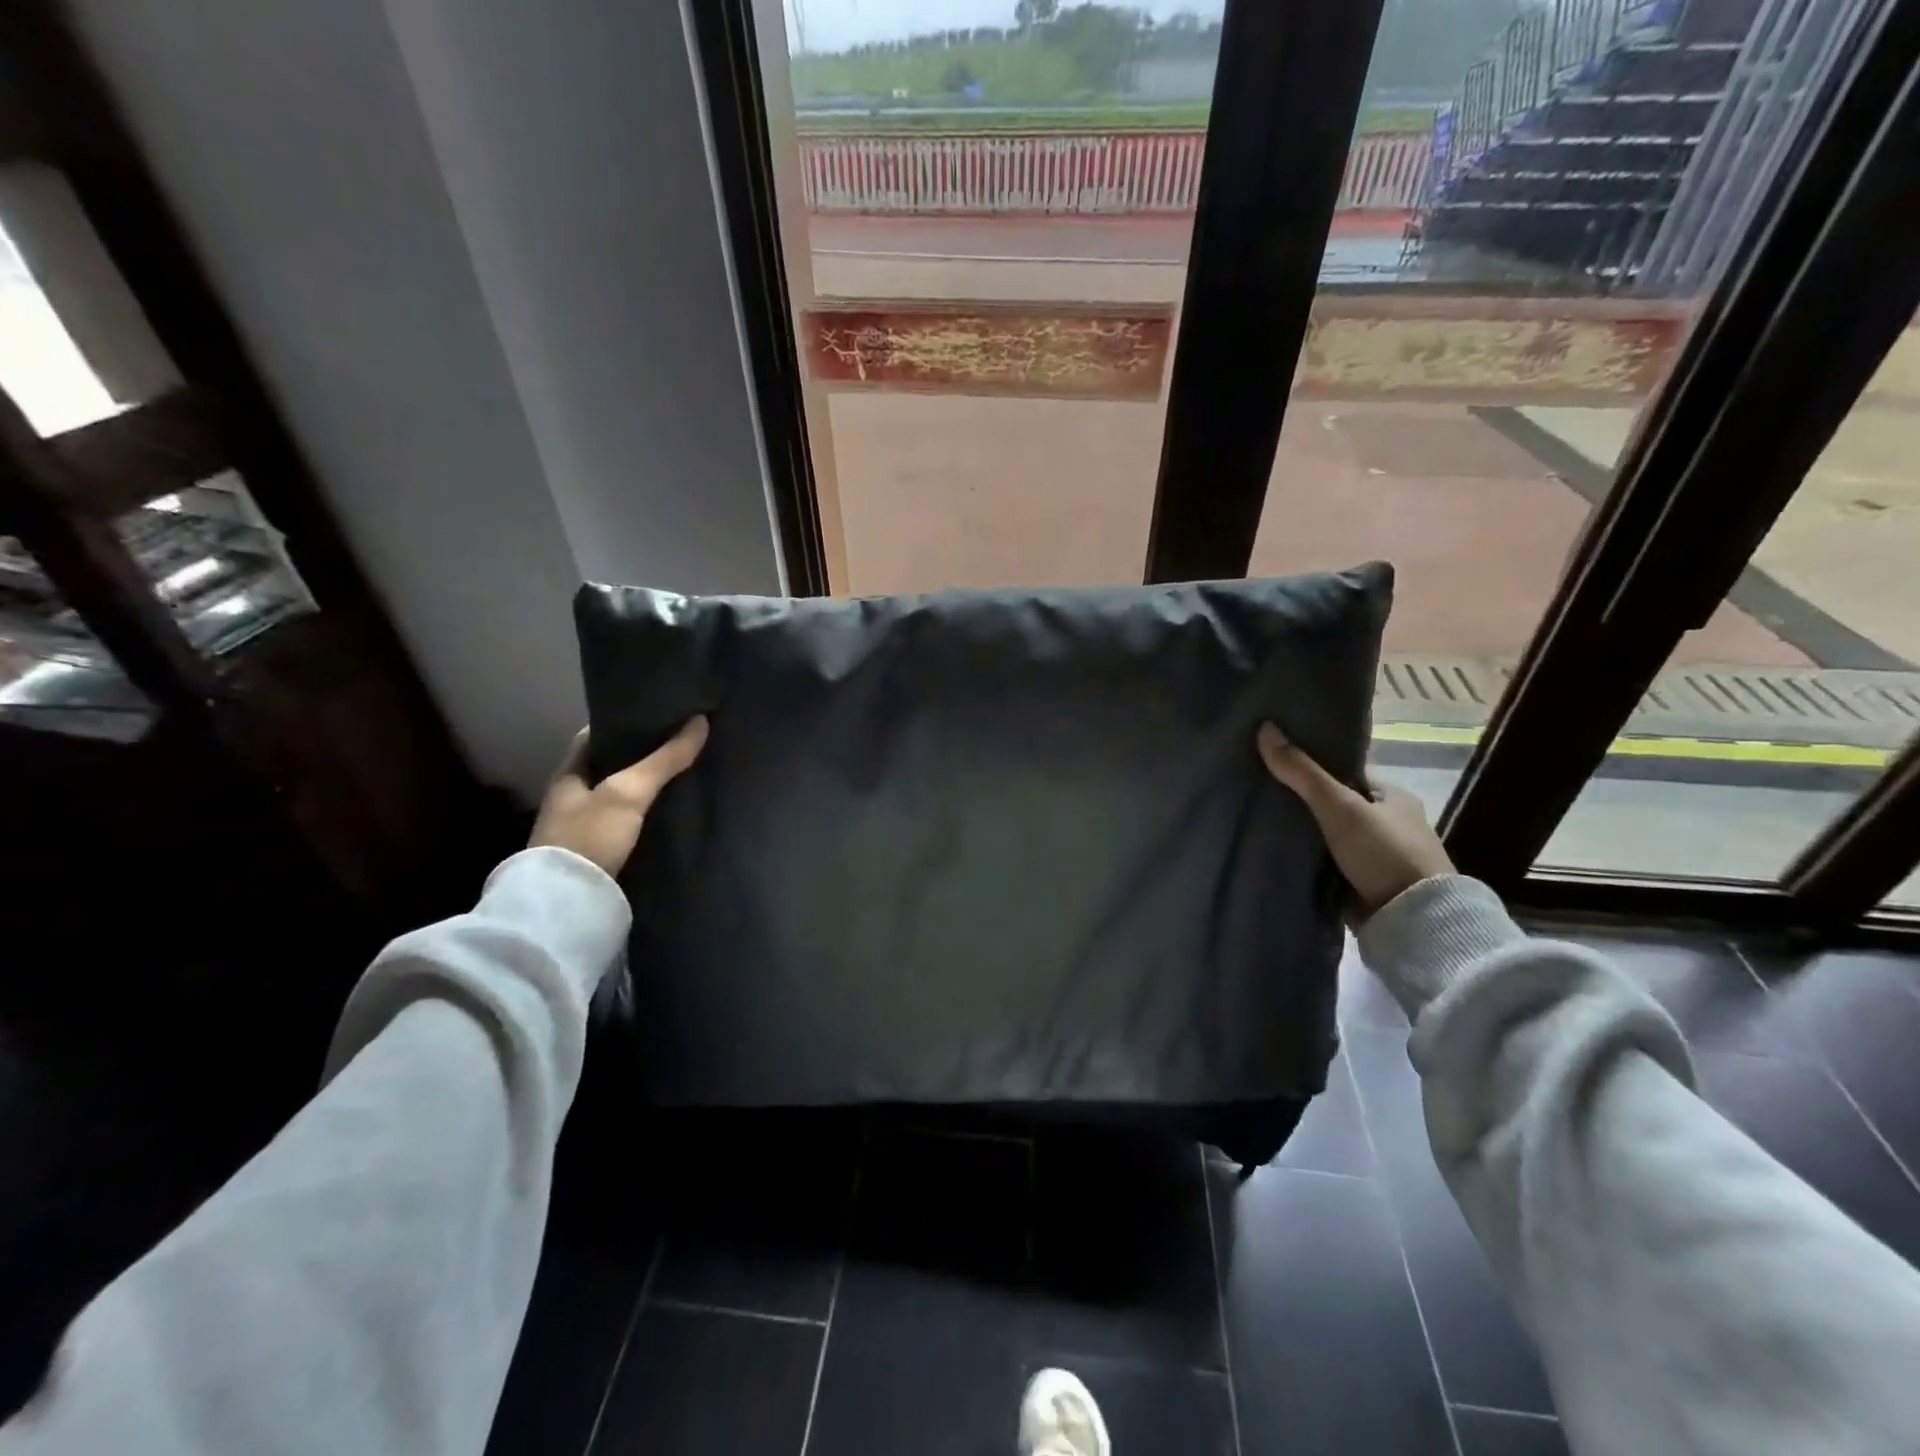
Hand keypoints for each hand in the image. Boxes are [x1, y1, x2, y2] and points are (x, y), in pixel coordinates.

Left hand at [530, 717, 708, 877]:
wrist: (567, 905)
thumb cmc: (590, 836)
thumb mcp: (629, 792)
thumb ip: (664, 759)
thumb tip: (700, 721)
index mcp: (568, 774)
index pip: (594, 736)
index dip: (624, 723)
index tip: (658, 715)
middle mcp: (572, 798)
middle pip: (610, 767)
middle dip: (641, 756)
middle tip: (681, 743)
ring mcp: (584, 828)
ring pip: (621, 796)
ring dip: (646, 788)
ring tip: (685, 774)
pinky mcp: (599, 854)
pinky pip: (628, 823)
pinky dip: (647, 814)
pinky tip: (672, 812)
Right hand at [1256, 722, 1452, 920]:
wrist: (1412, 921)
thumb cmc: (1383, 852)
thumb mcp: (1340, 806)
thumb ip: (1302, 772)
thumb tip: (1265, 727)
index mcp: (1394, 797)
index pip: (1346, 774)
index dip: (1313, 769)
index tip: (1276, 767)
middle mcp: (1389, 824)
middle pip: (1337, 805)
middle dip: (1305, 804)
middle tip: (1261, 794)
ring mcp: (1378, 857)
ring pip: (1331, 836)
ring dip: (1306, 834)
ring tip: (1261, 823)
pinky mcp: (1366, 885)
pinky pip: (1329, 863)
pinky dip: (1310, 859)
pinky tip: (1279, 853)